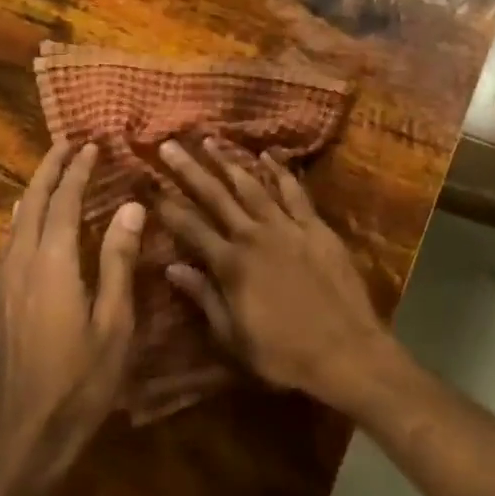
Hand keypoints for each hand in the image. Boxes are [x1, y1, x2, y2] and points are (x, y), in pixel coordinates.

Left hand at [0, 141, 142, 489]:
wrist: (26, 434)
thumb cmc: (82, 380)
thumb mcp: (114, 321)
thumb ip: (118, 260)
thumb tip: (129, 206)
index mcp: (52, 264)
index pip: (63, 203)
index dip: (77, 172)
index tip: (91, 145)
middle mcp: (22, 264)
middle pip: (31, 203)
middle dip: (49, 170)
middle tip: (67, 144)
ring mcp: (7, 283)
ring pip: (16, 220)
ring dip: (34, 190)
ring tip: (53, 170)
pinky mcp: (2, 300)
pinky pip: (11, 240)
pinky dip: (24, 216)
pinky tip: (28, 218)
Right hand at [154, 139, 396, 413]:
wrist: (345, 351)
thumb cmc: (283, 354)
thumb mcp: (233, 337)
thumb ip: (204, 297)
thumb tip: (172, 267)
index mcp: (231, 265)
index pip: (191, 228)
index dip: (167, 206)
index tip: (149, 185)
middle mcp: (254, 237)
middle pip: (216, 197)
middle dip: (190, 170)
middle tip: (168, 146)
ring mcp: (288, 228)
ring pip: (253, 186)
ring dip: (229, 162)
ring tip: (209, 141)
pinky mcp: (316, 227)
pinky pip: (295, 192)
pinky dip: (280, 172)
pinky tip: (268, 156)